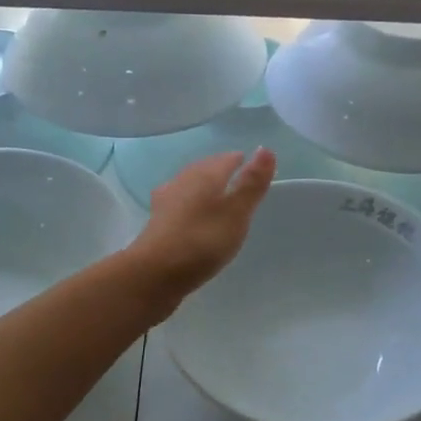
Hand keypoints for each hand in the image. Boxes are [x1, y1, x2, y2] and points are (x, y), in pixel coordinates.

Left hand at [129, 149, 275, 307]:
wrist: (155, 273)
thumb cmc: (202, 240)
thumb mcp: (236, 212)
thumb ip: (251, 182)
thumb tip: (266, 148)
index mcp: (204, 175)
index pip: (226, 159)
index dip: (241, 161)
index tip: (254, 168)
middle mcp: (183, 181)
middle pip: (206, 169)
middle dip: (222, 171)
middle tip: (238, 179)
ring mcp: (166, 202)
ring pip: (190, 186)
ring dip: (205, 188)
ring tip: (218, 198)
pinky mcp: (158, 223)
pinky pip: (180, 205)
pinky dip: (192, 206)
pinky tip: (192, 217)